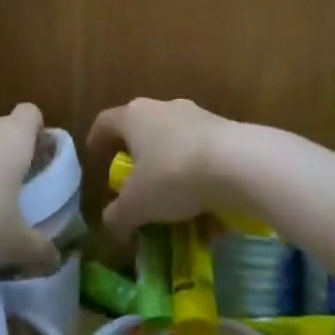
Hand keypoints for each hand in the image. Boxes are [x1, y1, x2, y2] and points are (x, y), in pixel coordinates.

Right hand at [87, 97, 254, 237]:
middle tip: (136, 190)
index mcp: (134, 116)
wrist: (240, 163)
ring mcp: (197, 117)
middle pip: (142, 133)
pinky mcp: (226, 131)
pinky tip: (207, 213)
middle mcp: (163, 108)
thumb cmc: (173, 175)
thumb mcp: (137, 205)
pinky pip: (203, 157)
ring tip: (174, 210)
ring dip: (171, 173)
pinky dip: (199, 181)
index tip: (95, 161)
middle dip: (138, 162)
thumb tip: (109, 226)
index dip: (96, 142)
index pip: (105, 123)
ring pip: (175, 146)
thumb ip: (118, 217)